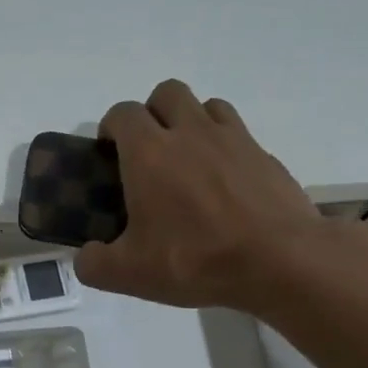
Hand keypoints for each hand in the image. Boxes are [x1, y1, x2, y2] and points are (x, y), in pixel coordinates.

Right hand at [75, 80, 367, 314]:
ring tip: (188, 161)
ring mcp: (233, 140)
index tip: (109, 153)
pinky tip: (224, 183)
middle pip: (167, 93)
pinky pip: (238, 134)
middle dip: (152, 112)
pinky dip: (225, 147)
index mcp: (149, 153)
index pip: (123, 114)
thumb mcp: (130, 275)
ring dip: (191, 122)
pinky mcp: (265, 156)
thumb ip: (94, 264)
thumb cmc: (196, 260)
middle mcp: (190, 133)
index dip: (111, 127)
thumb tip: (86, 257)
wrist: (280, 261)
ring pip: (207, 105)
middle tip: (149, 152)